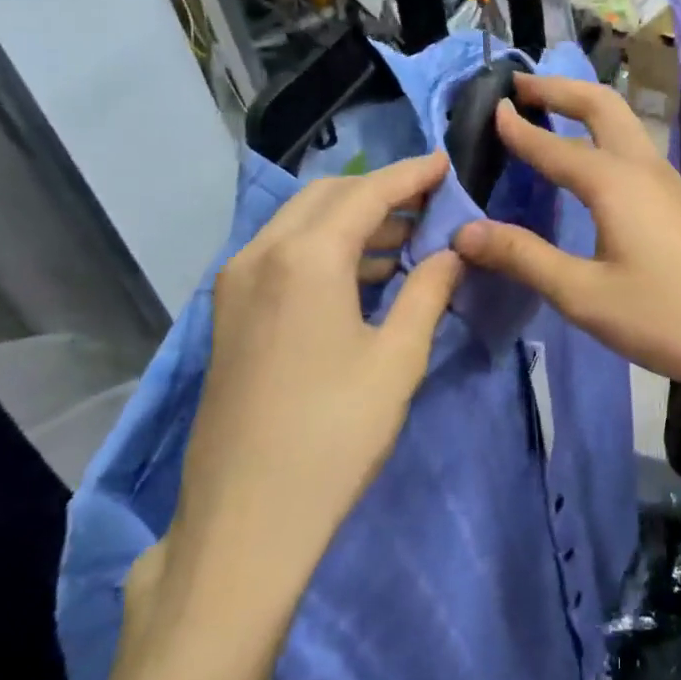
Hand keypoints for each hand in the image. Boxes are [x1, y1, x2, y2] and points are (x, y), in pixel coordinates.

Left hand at [159, 153, 462, 635]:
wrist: (246, 518)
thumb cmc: (335, 434)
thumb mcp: (398, 359)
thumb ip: (428, 291)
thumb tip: (451, 253)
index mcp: (305, 257)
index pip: (367, 193)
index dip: (411, 174)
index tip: (445, 161)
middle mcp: (261, 254)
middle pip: (326, 197)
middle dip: (380, 190)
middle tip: (430, 201)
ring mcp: (236, 284)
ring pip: (299, 224)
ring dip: (352, 220)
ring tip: (406, 237)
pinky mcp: (229, 314)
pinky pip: (281, 255)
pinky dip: (325, 248)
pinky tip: (362, 275)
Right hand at [451, 75, 680, 405]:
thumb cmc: (666, 317)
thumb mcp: (584, 295)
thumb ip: (524, 258)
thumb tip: (464, 232)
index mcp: (616, 184)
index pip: (555, 146)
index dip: (519, 129)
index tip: (489, 109)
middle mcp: (645, 170)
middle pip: (602, 107)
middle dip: (560, 90)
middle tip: (520, 87)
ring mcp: (671, 185)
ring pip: (625, 126)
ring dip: (586, 109)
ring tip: (552, 114)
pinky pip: (636, 153)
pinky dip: (605, 138)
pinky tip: (594, 168)